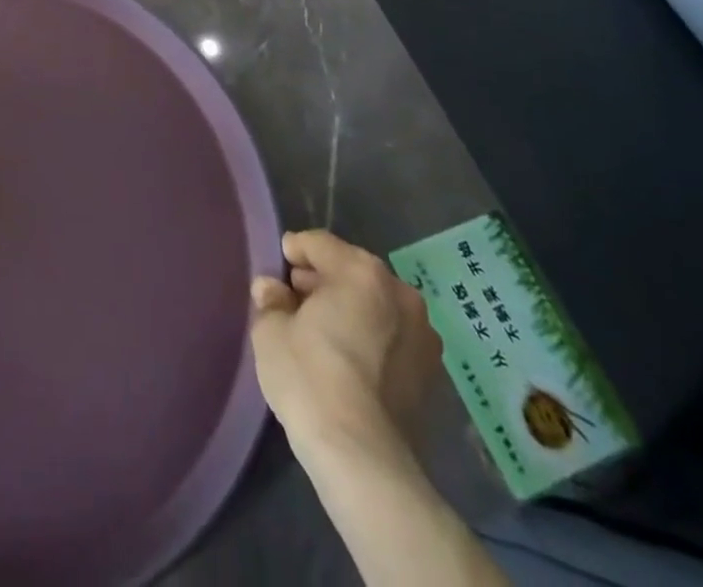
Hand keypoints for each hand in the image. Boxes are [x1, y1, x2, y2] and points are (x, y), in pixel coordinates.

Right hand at [250, 230, 441, 469]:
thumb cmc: (310, 377)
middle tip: (294, 300)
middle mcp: (400, 293)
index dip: (293, 251)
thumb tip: (272, 290)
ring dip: (349, 309)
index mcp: (361, 271)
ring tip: (321, 332)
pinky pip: (391, 337)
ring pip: (375, 304)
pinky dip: (369, 337)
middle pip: (351, 271)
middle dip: (323, 280)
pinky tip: (346, 359)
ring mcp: (423, 335)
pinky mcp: (431, 374)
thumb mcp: (271, 330)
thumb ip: (271, 300)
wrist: (363, 458)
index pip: (319, 244)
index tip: (277, 268)